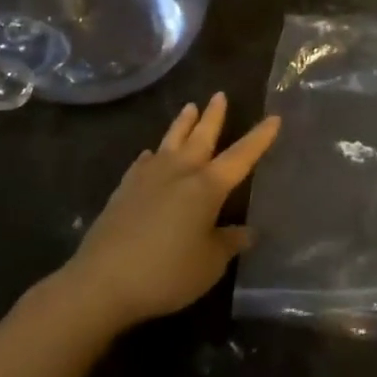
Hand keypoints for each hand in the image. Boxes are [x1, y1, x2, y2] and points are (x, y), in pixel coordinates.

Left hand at [60, 93, 279, 332]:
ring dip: (182, 124)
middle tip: (220, 95)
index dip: (259, 138)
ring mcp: (148, 178)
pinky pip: (143, 163)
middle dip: (214, 116)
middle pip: (201, 137)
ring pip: (170, 141)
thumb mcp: (209, 264)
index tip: (274, 118)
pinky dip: (152, 155)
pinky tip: (150, 154)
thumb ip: (229, 243)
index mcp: (207, 187)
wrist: (102, 281)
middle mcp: (179, 172)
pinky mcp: (124, 190)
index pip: (241, 156)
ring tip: (189, 107)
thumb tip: (247, 232)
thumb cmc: (166, 273)